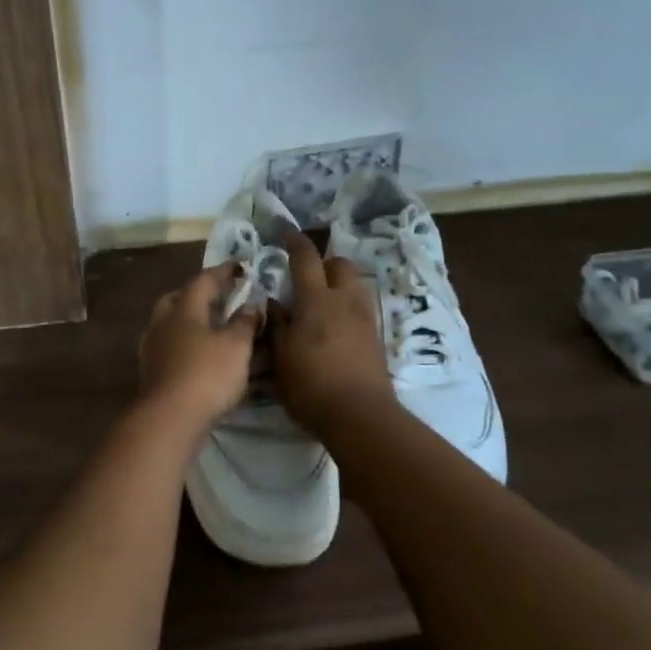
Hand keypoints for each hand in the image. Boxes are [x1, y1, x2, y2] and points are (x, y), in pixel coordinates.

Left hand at [138, 263, 260, 427]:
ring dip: (190, 320)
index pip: (204, 280)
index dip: (224, 271)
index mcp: (183, 308)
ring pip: (170, 323)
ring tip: (212, 327)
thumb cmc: (207, 374)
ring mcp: (152, 347)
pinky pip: (169, 346)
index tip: (241, 265)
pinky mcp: (151, 371)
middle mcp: (163, 322)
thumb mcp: (237, 346)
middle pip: (178, 298)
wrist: (169, 418)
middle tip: (219, 296)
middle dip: (199, 294)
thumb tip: (251, 304)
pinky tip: (198, 354)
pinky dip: (185, 343)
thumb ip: (245, 322)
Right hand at [272, 231, 394, 434]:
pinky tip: (335, 326)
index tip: (287, 233)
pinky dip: (347, 306)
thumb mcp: (281, 358)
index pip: (306, 259)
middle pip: (340, 265)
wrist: (361, 416)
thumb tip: (274, 302)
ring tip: (322, 301)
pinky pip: (361, 308)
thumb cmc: (311, 386)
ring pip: (355, 285)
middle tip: (307, 275)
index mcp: (317, 301)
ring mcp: (365, 319)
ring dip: (339, 284)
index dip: (296, 242)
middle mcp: (345, 301)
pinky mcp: (376, 338)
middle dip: (325, 262)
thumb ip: (277, 326)